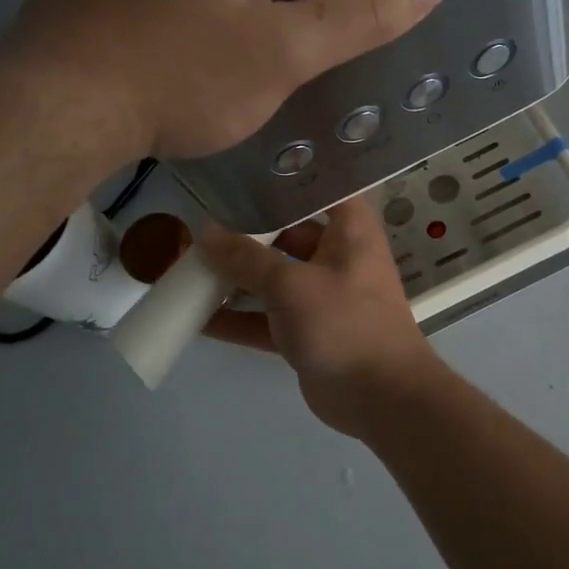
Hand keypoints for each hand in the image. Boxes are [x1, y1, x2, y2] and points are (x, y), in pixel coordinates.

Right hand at [201, 200, 446, 436]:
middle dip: (245, 234)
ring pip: (272, 279)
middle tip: (198, 225)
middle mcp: (337, 257)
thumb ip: (246, 258)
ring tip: (186, 269)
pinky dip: (238, 319)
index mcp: (349, 231)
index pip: (322, 189)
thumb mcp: (291, 285)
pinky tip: (196, 319)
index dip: (288, 178)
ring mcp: (321, 297)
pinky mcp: (307, 332)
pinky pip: (266, 318)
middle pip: (287, 234)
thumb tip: (207, 233)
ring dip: (235, 279)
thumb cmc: (345, 323)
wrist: (381, 397)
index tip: (247, 170)